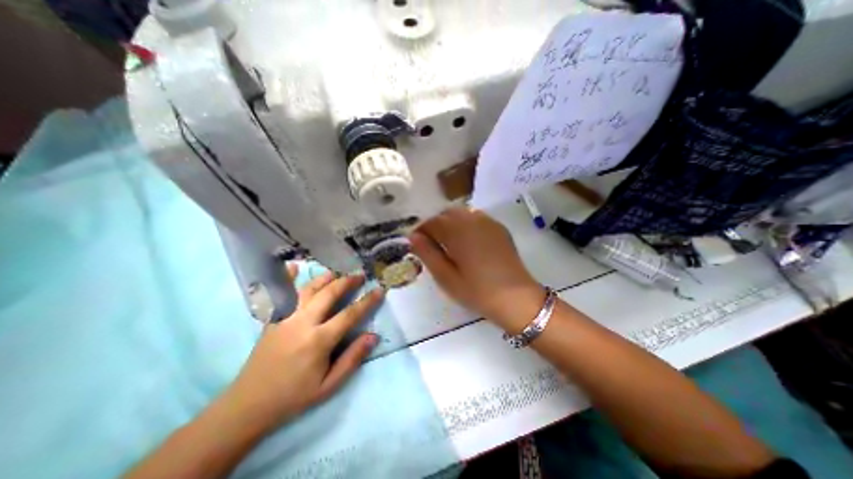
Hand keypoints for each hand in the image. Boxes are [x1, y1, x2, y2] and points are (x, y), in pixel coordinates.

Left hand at [219, 267, 382, 433]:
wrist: (248, 405)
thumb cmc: (294, 396)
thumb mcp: (329, 386)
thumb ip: (352, 359)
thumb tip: (373, 336)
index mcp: (319, 340)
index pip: (350, 314)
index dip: (367, 301)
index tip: (379, 290)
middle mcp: (303, 323)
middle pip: (329, 294)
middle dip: (347, 282)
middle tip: (360, 275)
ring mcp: (285, 318)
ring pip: (308, 289)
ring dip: (325, 278)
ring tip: (338, 272)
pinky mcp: (272, 319)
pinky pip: (281, 294)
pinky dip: (287, 278)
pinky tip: (293, 266)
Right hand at [410, 206, 542, 331]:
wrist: (516, 298)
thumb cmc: (477, 291)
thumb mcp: (446, 277)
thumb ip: (428, 254)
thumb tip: (413, 236)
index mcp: (457, 231)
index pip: (432, 222)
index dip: (421, 231)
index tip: (417, 244)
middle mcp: (472, 220)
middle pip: (446, 214)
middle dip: (435, 225)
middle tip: (433, 245)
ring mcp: (488, 222)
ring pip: (461, 213)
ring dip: (450, 223)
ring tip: (449, 243)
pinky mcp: (499, 228)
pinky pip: (476, 218)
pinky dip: (465, 224)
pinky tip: (468, 241)